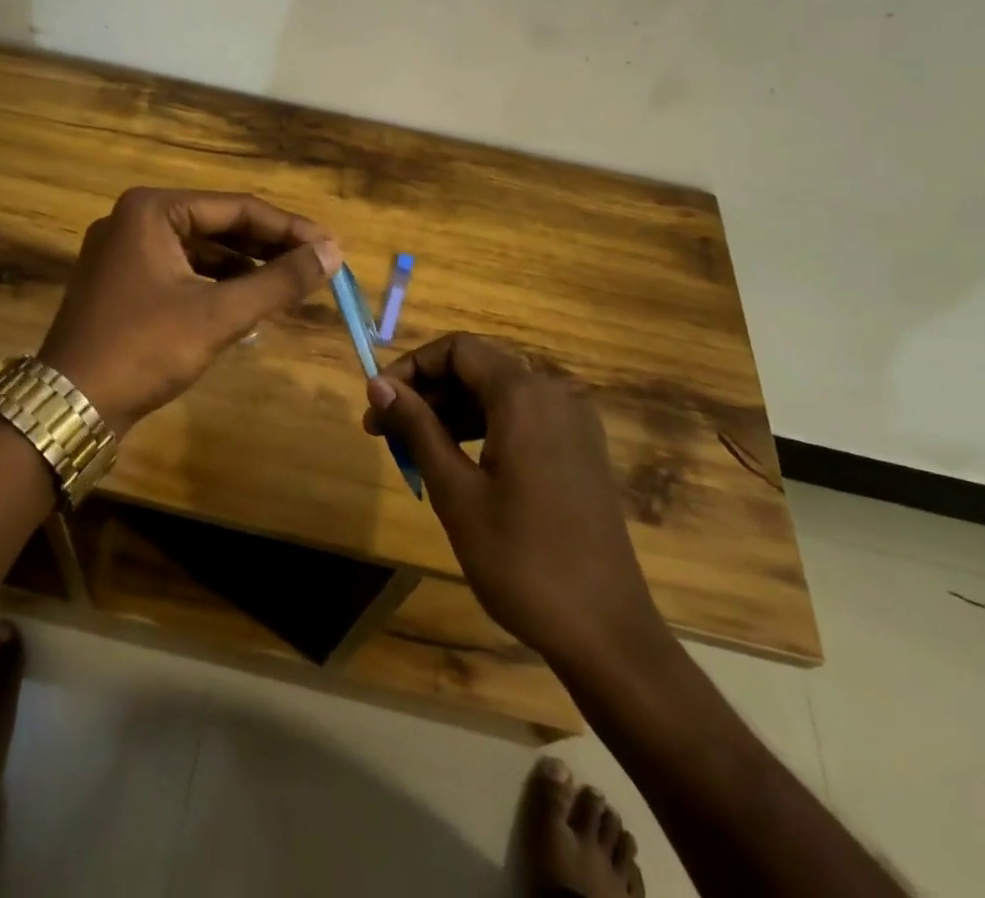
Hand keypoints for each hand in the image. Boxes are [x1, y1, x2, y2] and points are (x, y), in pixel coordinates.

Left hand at [39, 188, 340, 437]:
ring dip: (244, 264)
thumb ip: (278, 281)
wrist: (70, 406)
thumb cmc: (145, 349)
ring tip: (289, 282)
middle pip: (218, 224)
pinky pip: (181, 269)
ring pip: (200, 248)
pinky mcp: (122, 281)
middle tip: (316, 263)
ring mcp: (124, 250)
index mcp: (152, 209)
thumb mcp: (218, 314)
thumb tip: (333, 253)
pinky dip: (216, 282)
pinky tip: (246, 300)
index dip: (289, 228)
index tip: (331, 247)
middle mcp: (134, 218)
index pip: (237, 208)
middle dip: (268, 245)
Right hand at [365, 334, 666, 666]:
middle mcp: (554, 394)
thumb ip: (417, 428)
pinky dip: (483, 427)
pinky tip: (456, 460)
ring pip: (498, 393)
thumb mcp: (456, 492)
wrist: (606, 634)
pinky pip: (522, 417)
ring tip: (410, 448)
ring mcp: (573, 422)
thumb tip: (379, 384)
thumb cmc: (522, 561)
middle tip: (383, 430)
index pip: (457, 349)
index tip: (378, 402)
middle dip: (426, 391)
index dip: (411, 366)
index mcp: (525, 395)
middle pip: (478, 367)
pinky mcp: (580, 449)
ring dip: (451, 410)